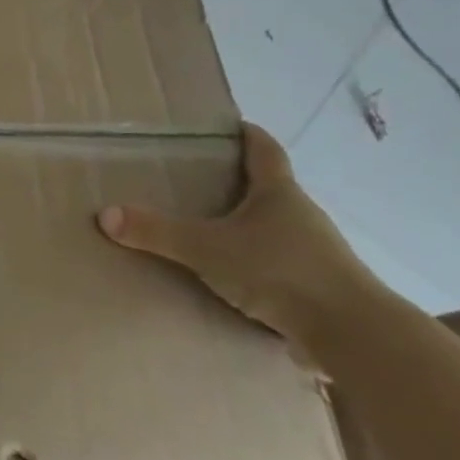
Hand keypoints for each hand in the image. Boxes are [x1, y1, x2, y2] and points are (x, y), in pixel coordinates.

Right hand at [96, 123, 387, 357]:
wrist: (354, 335)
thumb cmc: (282, 272)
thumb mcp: (207, 248)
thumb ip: (157, 232)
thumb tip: (104, 215)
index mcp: (279, 194)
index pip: (264, 150)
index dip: (247, 134)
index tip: (230, 124)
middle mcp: (301, 216)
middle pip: (269, 189)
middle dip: (237, 183)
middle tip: (198, 180)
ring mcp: (315, 254)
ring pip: (275, 229)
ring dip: (247, 227)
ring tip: (210, 231)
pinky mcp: (317, 289)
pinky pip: (279, 266)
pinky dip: (256, 264)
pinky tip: (232, 278)